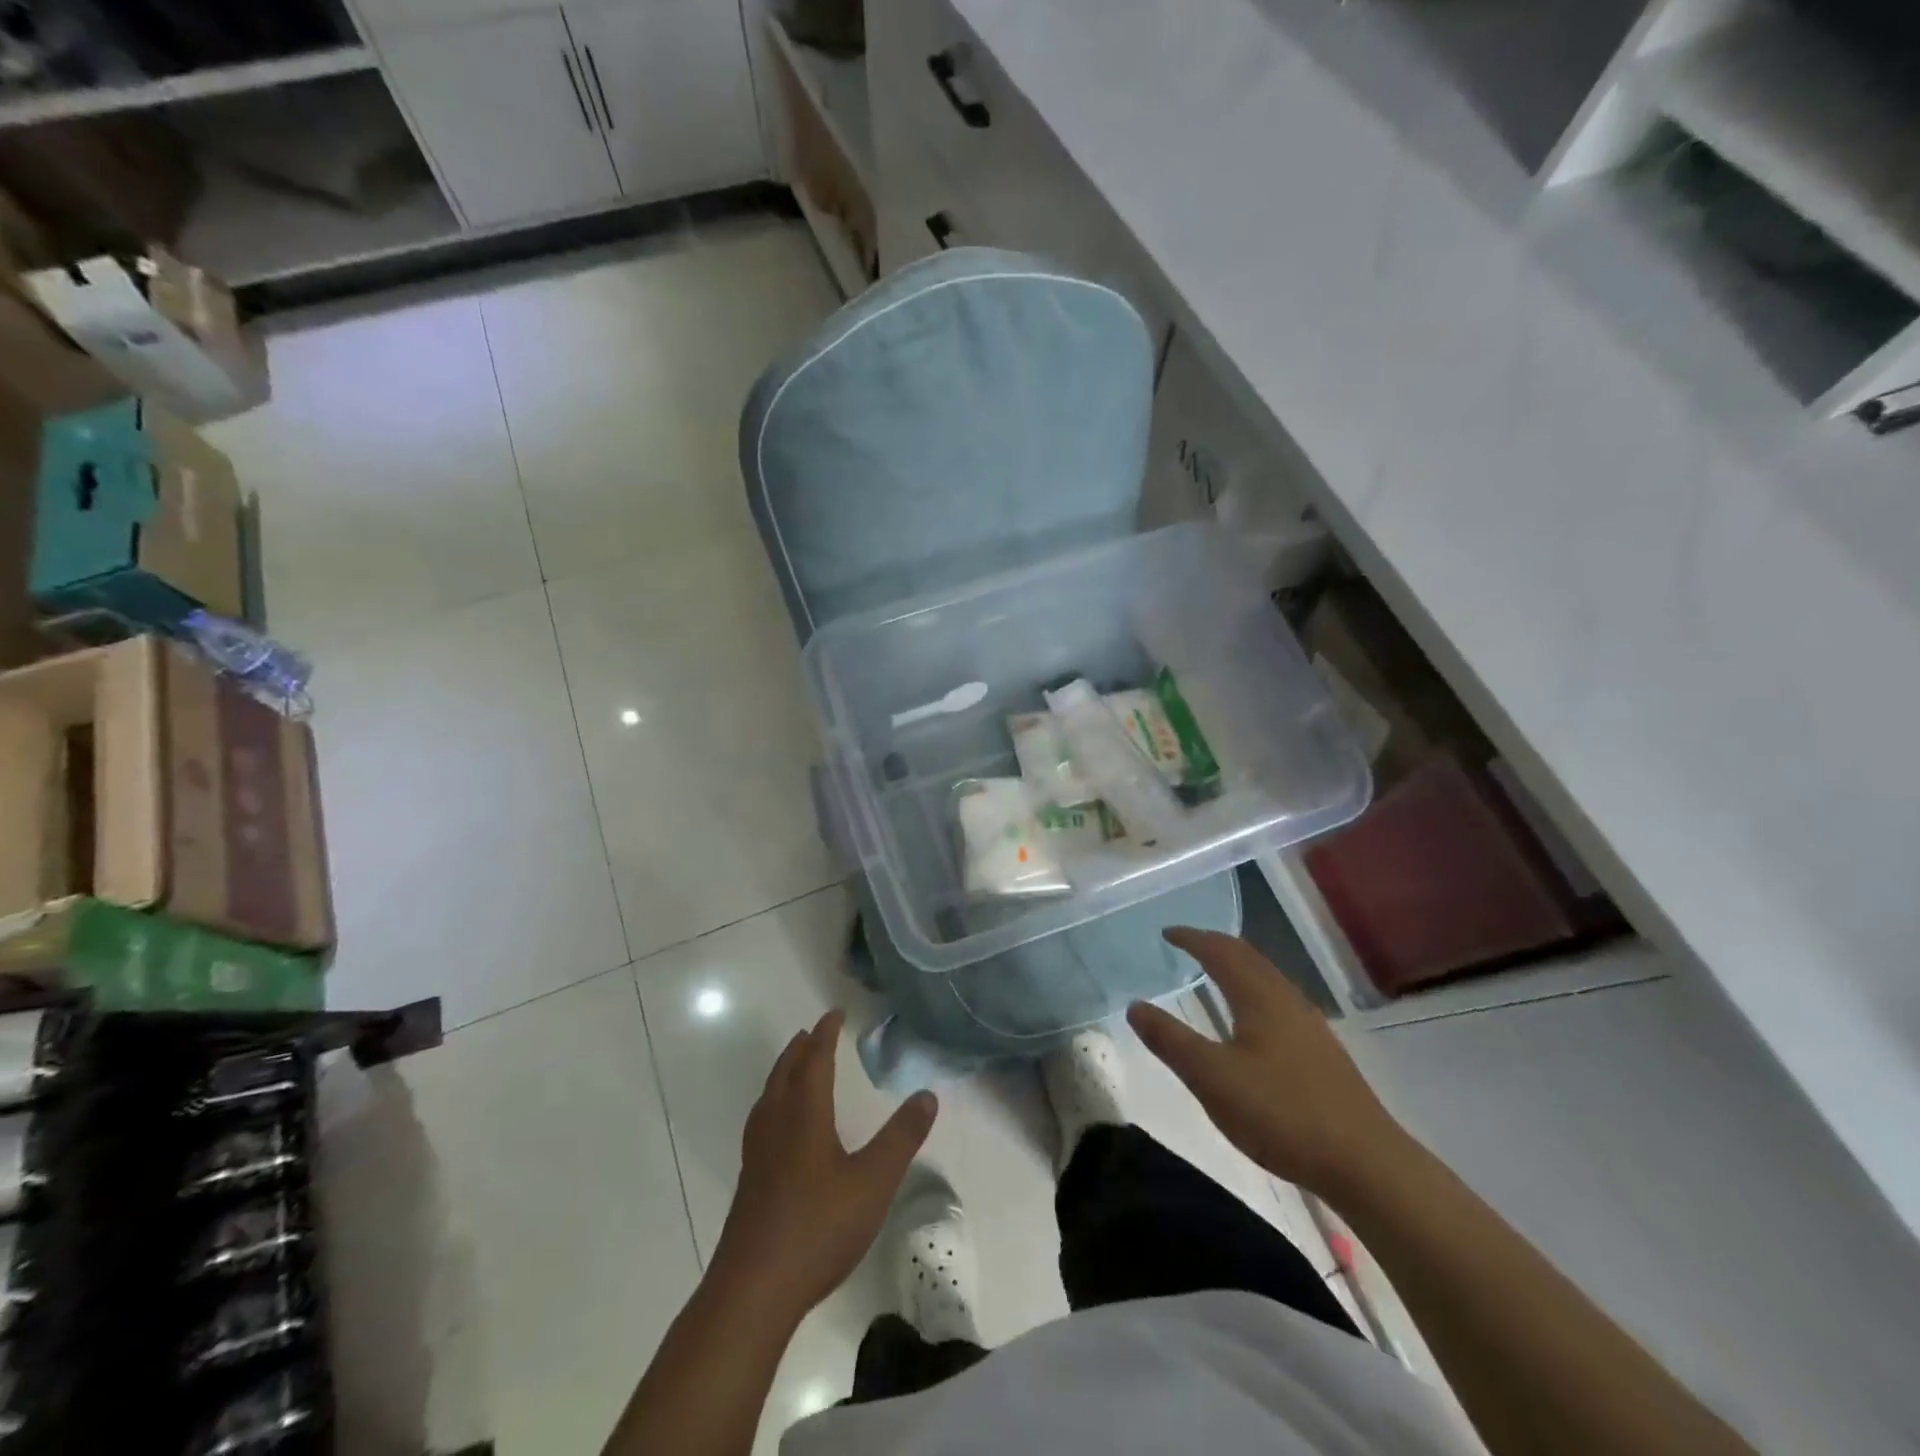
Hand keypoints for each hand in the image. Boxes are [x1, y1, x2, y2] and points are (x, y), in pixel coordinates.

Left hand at [712, 1010, 937, 1319]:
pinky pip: (762, 1120)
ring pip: (769, 1096)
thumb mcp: (873, 1181)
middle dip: (801, 1048)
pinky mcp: (749, 1181)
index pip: (815, 1060)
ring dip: (784, 1072)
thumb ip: (902, 1137)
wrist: (753, 1290)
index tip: (835, 1012)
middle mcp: (776, 1124)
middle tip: (813, 1032)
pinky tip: (779, 1127)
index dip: (825, 1034)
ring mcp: (757, 1154)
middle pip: (786, 1073)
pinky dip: (774, 1102)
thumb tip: (927, 1094)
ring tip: (794, 1066)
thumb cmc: (818, 1227)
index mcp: (804, 1115)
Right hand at [1129, 928, 1406, 1195]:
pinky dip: (1253, 989)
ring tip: (1214, 972)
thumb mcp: (1212, 1078)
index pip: (1220, 951)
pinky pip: (1278, 999)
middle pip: (1248, 957)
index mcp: (1258, 996)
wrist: (1365, 1162)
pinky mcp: (1322, 1051)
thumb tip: (1135, 1005)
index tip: (1166, 933)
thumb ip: (1170, 1040)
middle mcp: (1286, 999)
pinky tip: (1252, 1018)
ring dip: (1237, 966)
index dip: (1191, 938)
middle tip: (1187, 944)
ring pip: (1267, 978)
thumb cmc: (1281, 1113)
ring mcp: (1309, 1024)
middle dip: (1215, 945)